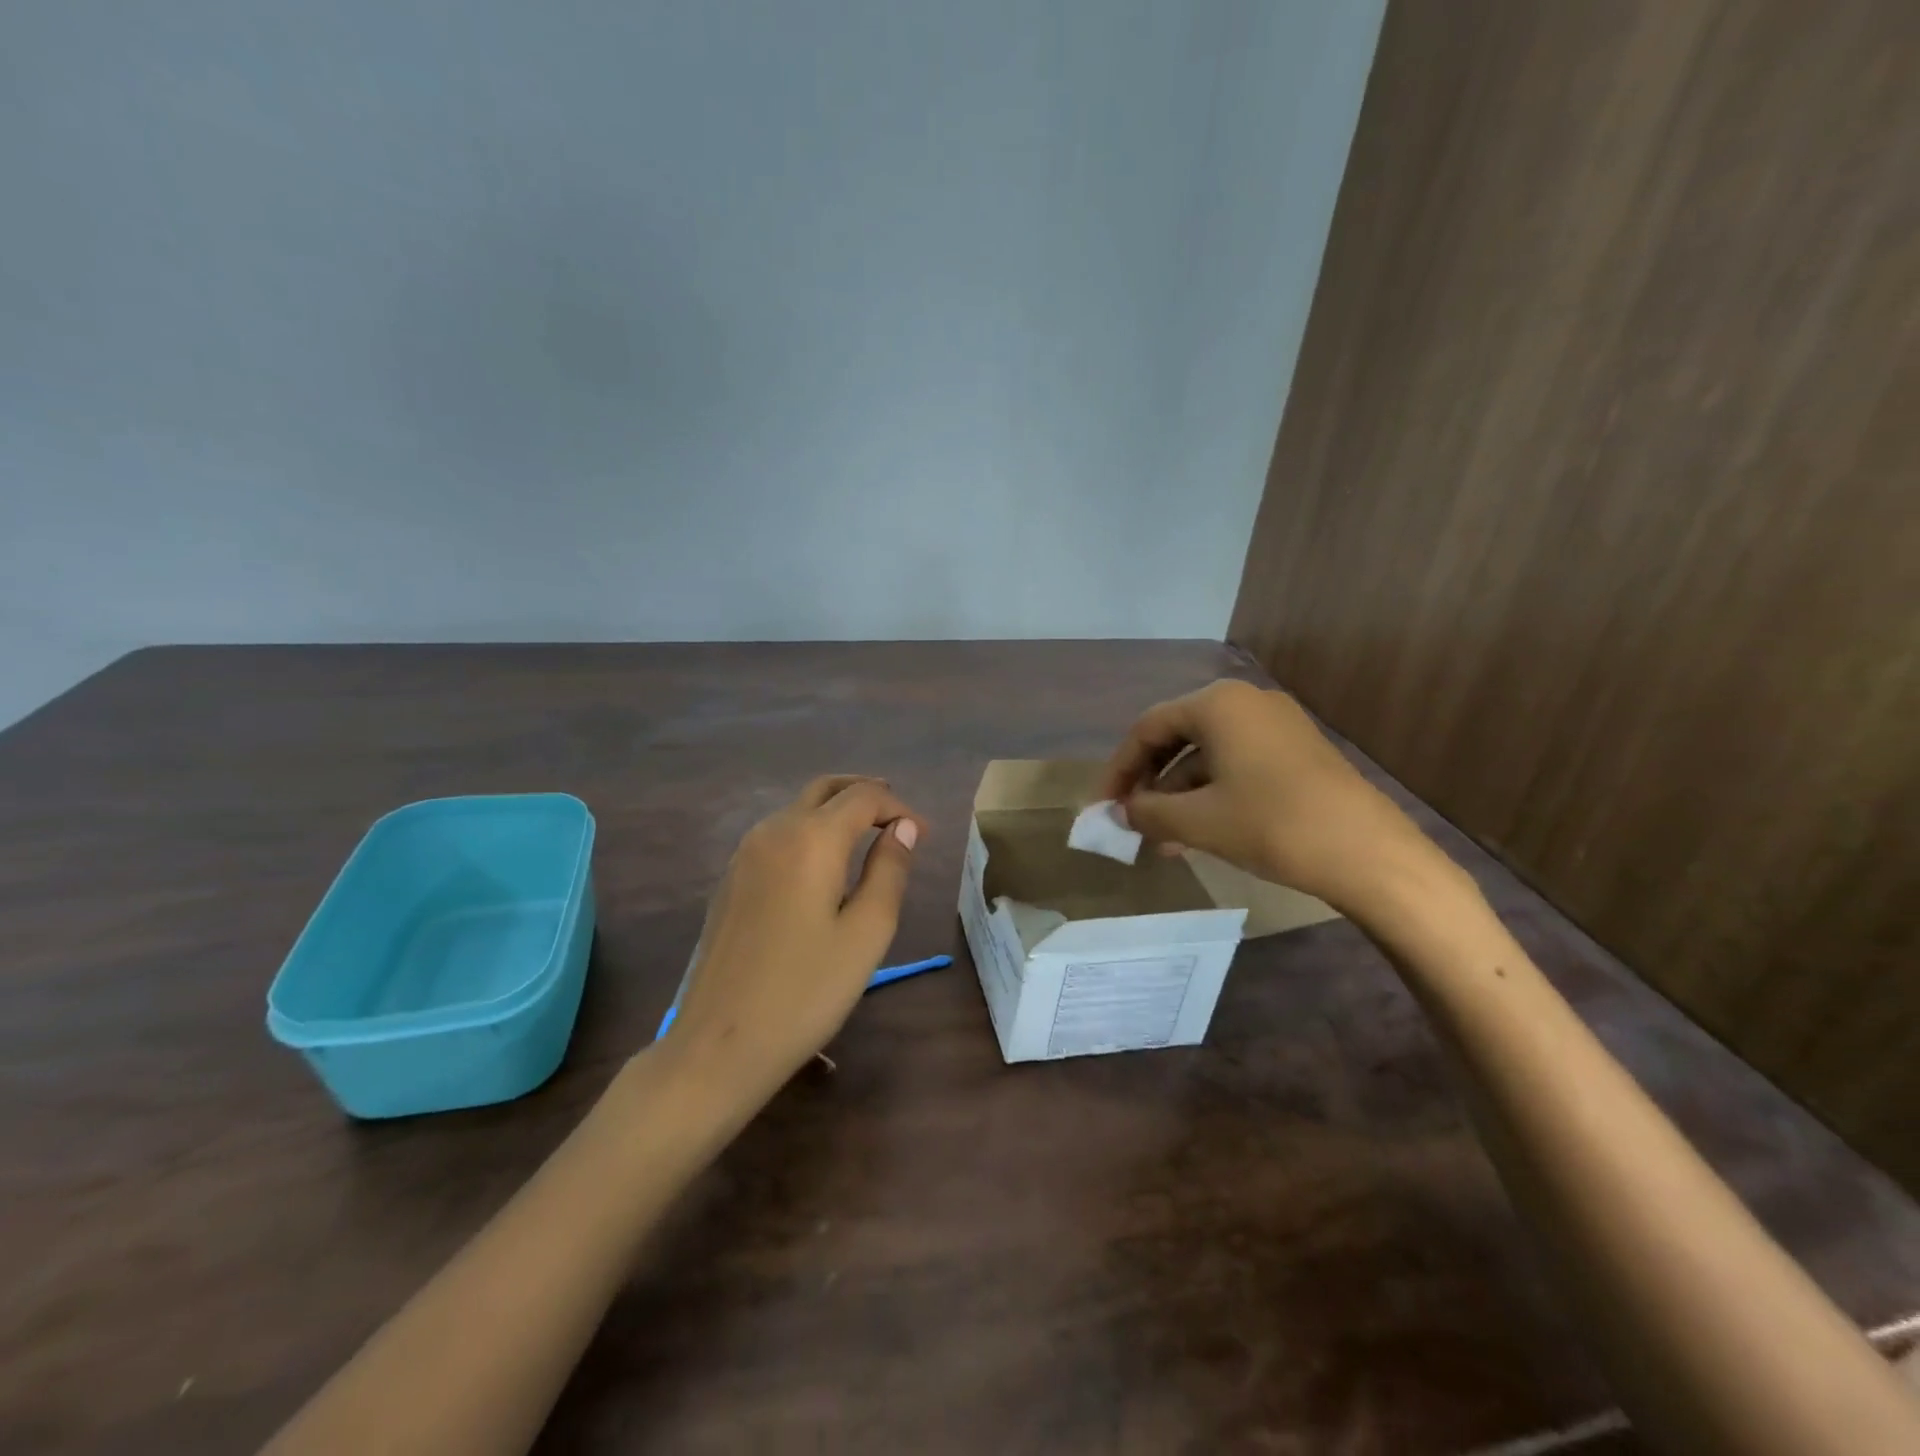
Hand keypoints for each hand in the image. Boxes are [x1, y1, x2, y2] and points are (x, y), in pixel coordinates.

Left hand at [664, 776, 924, 1105]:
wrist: (719, 1044)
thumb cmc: (806, 991)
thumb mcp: (867, 932)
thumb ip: (890, 870)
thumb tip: (904, 827)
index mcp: (811, 838)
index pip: (864, 796)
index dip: (898, 807)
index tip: (922, 836)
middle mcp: (773, 830)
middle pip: (825, 789)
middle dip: (865, 794)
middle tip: (896, 817)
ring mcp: (744, 853)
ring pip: (798, 808)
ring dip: (835, 811)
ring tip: (868, 838)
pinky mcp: (730, 878)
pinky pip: (778, 834)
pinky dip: (809, 831)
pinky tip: (823, 866)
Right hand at [1097, 679, 1437, 914]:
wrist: (1369, 853)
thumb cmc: (1271, 825)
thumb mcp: (1197, 821)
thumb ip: (1147, 812)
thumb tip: (1120, 812)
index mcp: (1217, 704)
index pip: (1148, 728)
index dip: (1119, 769)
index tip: (1105, 807)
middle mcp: (1246, 702)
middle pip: (1177, 737)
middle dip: (1150, 783)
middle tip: (1131, 820)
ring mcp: (1276, 725)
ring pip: (1208, 756)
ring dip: (1179, 795)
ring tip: (1162, 840)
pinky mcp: (1297, 751)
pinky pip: (1237, 765)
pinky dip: (1211, 795)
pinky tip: (1200, 833)